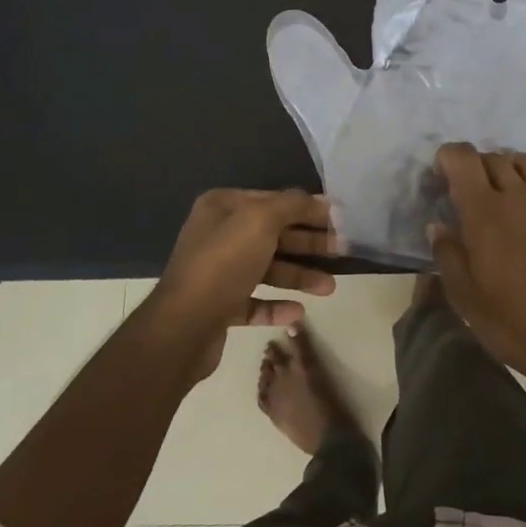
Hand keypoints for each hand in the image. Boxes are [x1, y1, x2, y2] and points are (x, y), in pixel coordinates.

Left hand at [149, 189, 337, 381]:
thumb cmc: (224, 262)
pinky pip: (254, 301)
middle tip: (342, 251)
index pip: (273, 200)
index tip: (339, 219)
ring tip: (329, 288)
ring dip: (299, 275)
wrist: (183, 326)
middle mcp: (218, 235)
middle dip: (308, 242)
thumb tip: (320, 199)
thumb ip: (293, 205)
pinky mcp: (219, 306)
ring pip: (267, 269)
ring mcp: (217, 272)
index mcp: (222, 207)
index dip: (307, 208)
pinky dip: (276, 305)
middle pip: (273, 234)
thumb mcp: (261, 220)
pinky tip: (298, 312)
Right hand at [429, 143, 525, 396]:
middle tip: (474, 194)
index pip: (462, 158)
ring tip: (511, 192)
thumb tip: (438, 225)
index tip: (443, 177)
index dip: (448, 158)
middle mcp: (520, 196)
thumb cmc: (513, 324)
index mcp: (484, 212)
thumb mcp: (464, 297)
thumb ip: (447, 254)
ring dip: (514, 170)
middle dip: (479, 168)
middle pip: (495, 158)